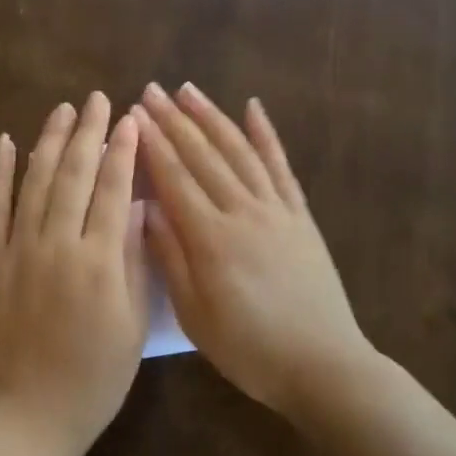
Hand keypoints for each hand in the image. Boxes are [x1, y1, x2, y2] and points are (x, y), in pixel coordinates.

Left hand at [0, 93, 149, 455]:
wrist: (29, 414)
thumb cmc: (95, 377)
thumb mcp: (133, 323)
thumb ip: (136, 261)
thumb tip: (140, 208)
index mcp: (99, 262)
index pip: (114, 190)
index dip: (124, 150)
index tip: (132, 118)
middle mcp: (57, 245)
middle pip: (75, 175)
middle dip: (90, 132)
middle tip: (98, 99)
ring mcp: (17, 250)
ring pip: (35, 181)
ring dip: (49, 141)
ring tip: (63, 110)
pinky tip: (6, 143)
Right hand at [134, 83, 376, 416]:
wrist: (323, 365)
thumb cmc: (249, 349)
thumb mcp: (196, 316)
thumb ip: (170, 258)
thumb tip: (146, 208)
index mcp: (211, 238)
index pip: (174, 178)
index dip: (151, 144)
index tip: (132, 114)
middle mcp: (243, 211)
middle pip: (203, 156)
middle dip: (174, 120)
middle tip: (151, 90)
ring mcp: (276, 209)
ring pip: (239, 151)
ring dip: (212, 117)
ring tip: (188, 90)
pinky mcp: (300, 215)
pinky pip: (281, 167)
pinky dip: (266, 135)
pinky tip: (254, 108)